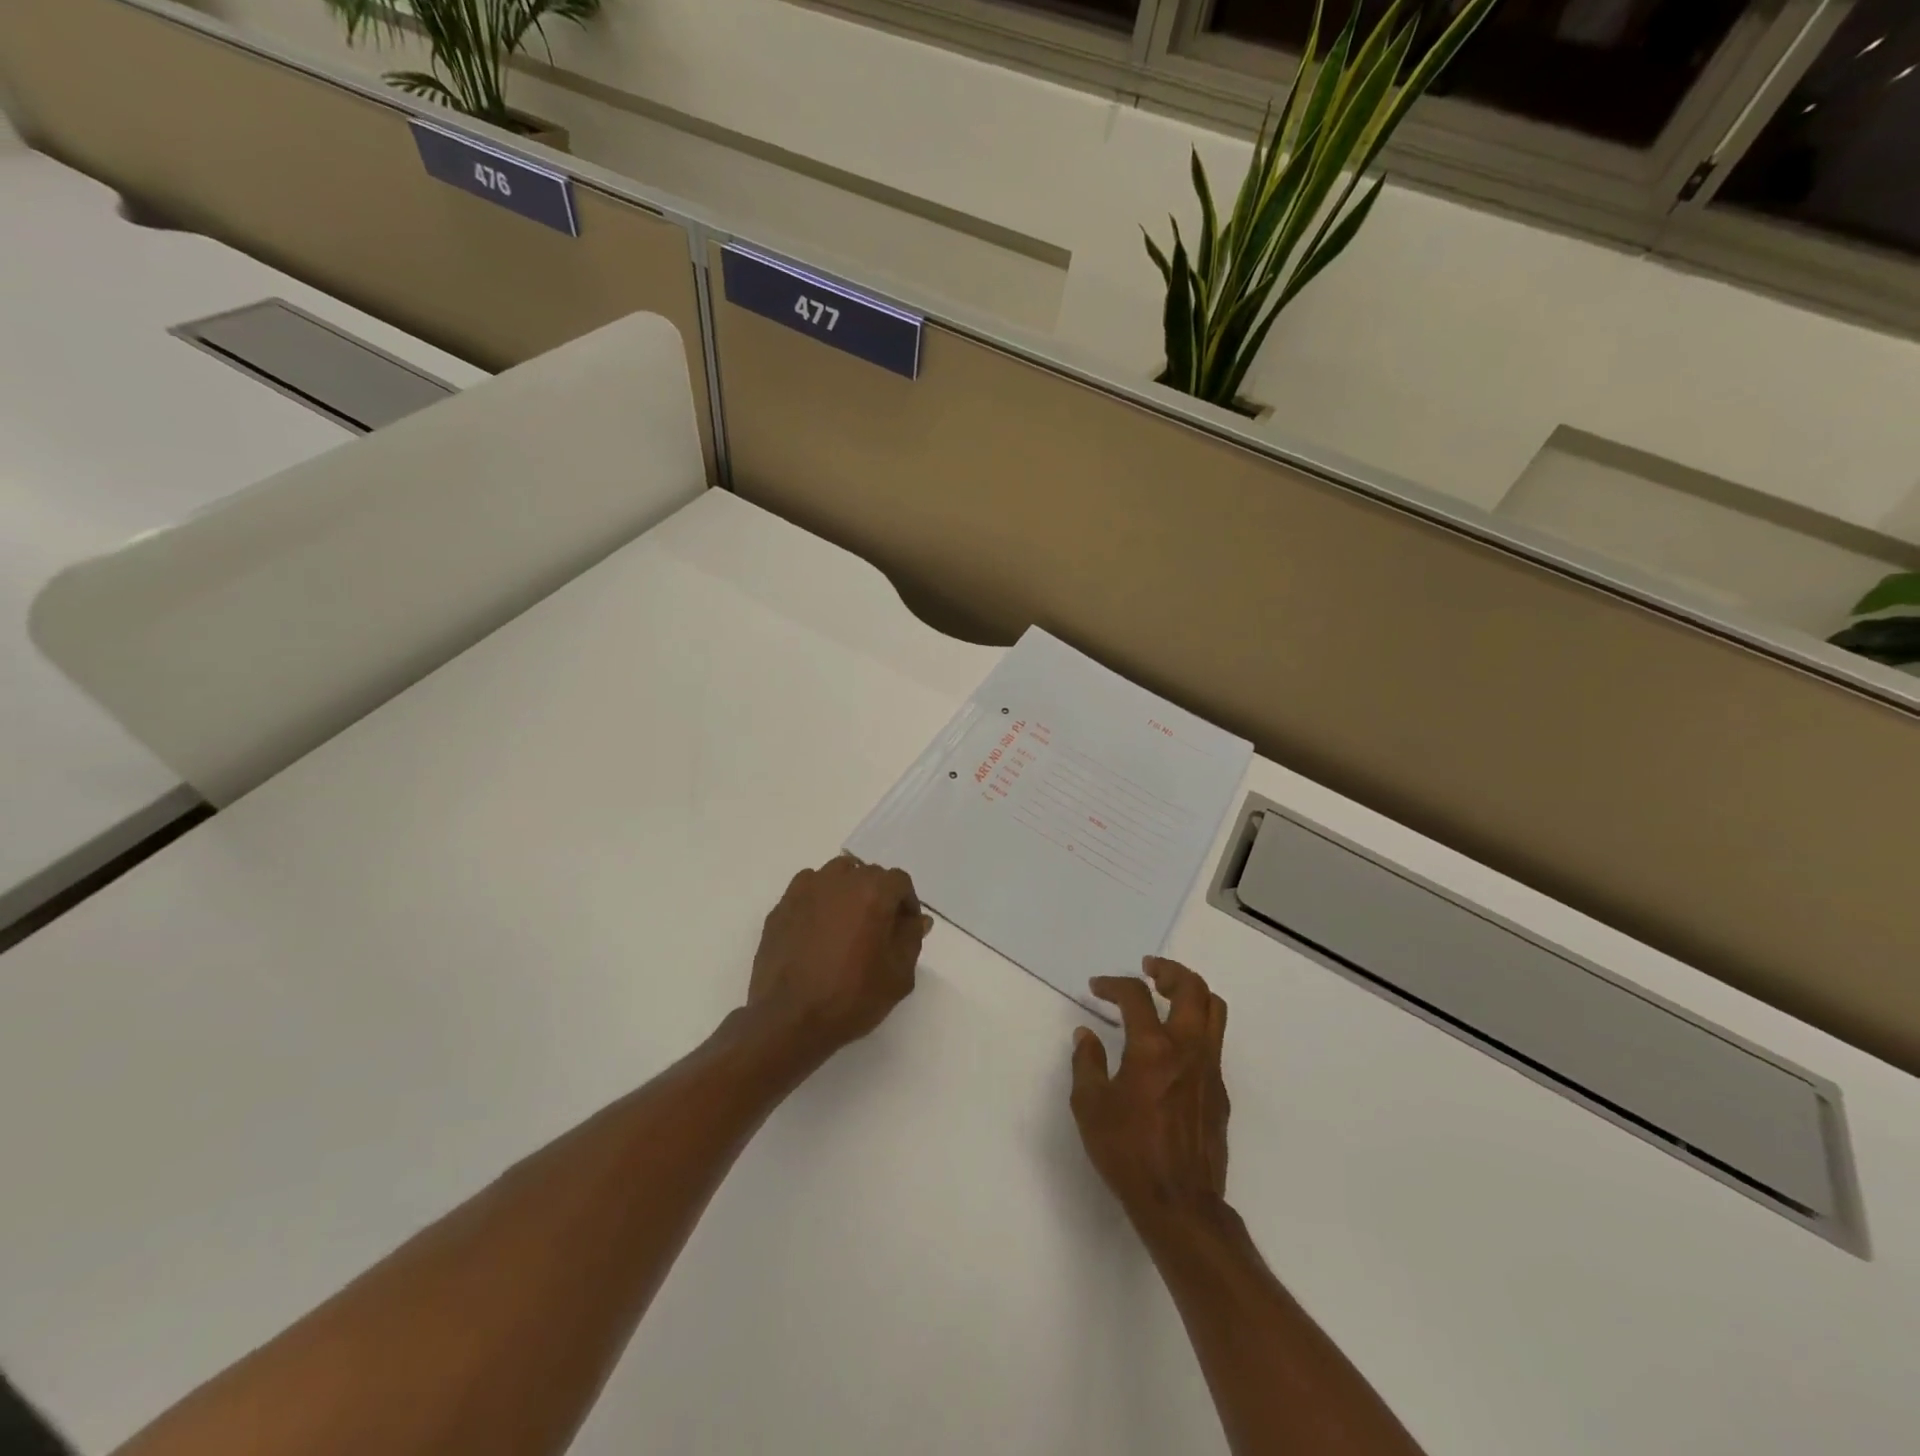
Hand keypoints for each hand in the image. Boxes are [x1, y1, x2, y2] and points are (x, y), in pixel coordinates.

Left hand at [745, 855, 931, 1069]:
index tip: (904, 930)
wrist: (789, 1019)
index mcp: (873, 892)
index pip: (899, 881)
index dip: (907, 904)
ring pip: (836, 875)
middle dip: (878, 896)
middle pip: (868, 874)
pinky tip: (817, 929)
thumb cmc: (852, 997)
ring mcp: (806, 890)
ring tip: (846, 925)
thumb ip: (911, 938)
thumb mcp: (899, 975)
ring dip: (848, 891)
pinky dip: (819, 900)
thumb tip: (917, 919)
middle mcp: (840, 880)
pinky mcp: (782, 906)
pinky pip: (808, 889)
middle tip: (877, 930)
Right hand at [1070, 957, 1230, 1230]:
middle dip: (1169, 970)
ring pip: (1214, 1010)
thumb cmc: (1129, 1153)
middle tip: (1149, 970)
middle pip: (1192, 987)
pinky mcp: (1221, 1091)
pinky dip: (1196, 1026)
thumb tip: (1086, 1035)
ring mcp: (1210, 1069)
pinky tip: (1174, 1046)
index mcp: (1153, 1049)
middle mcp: (1188, 1049)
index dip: (1113, 984)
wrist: (1181, 1205)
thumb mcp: (1090, 1107)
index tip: (1097, 987)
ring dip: (1191, 992)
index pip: (1135, 996)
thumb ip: (1086, 1063)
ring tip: (1168, 995)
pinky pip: (1215, 1042)